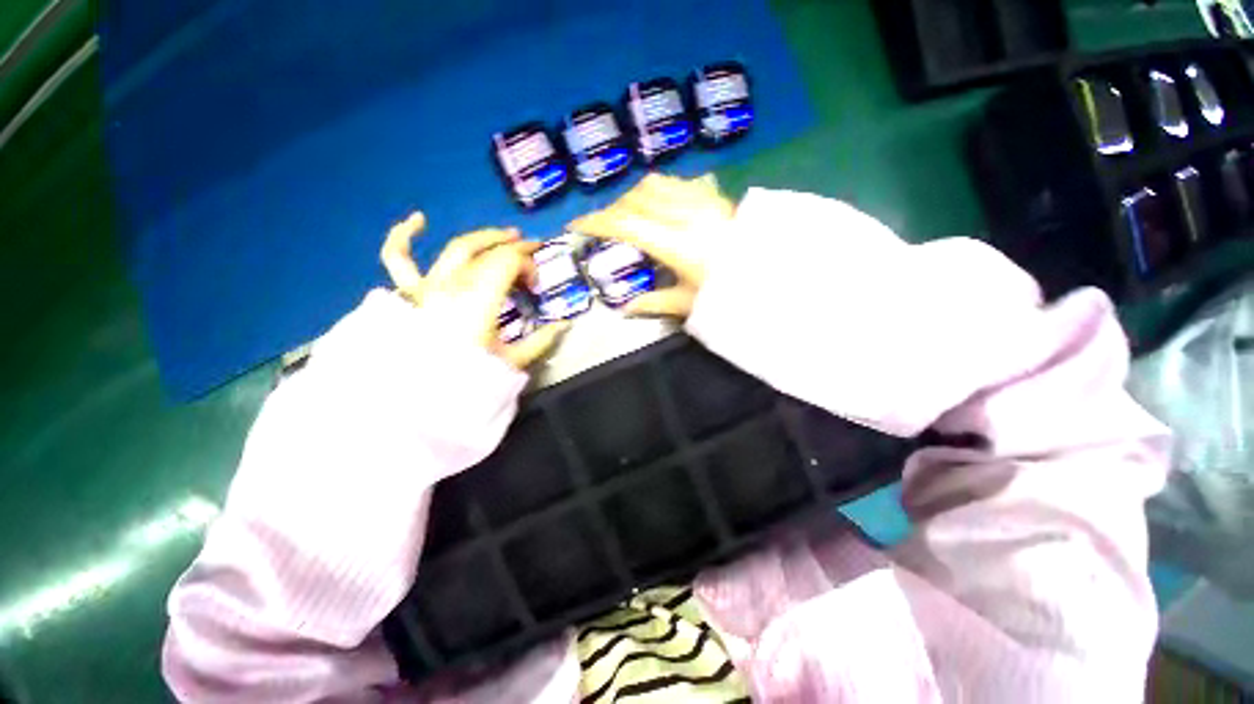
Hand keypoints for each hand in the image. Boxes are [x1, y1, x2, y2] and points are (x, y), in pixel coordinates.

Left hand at [380, 212, 567, 368]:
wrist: (424, 396)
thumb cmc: (470, 377)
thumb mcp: (513, 360)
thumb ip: (541, 340)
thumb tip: (565, 324)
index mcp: (481, 298)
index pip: (508, 261)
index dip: (528, 266)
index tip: (536, 286)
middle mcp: (455, 283)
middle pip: (488, 251)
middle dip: (515, 247)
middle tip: (532, 250)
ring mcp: (429, 285)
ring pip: (457, 247)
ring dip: (484, 237)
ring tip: (504, 235)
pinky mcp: (410, 293)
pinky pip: (398, 258)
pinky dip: (404, 236)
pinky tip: (418, 220)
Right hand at [570, 173, 734, 317]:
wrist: (770, 273)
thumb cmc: (729, 292)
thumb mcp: (687, 303)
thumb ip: (653, 303)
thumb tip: (623, 309)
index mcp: (677, 244)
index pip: (626, 225)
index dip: (596, 222)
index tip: (575, 226)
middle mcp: (685, 215)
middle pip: (634, 199)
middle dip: (611, 210)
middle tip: (601, 227)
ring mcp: (700, 201)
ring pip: (652, 185)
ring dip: (631, 197)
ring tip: (626, 215)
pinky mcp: (711, 196)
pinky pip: (673, 183)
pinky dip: (654, 190)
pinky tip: (653, 205)